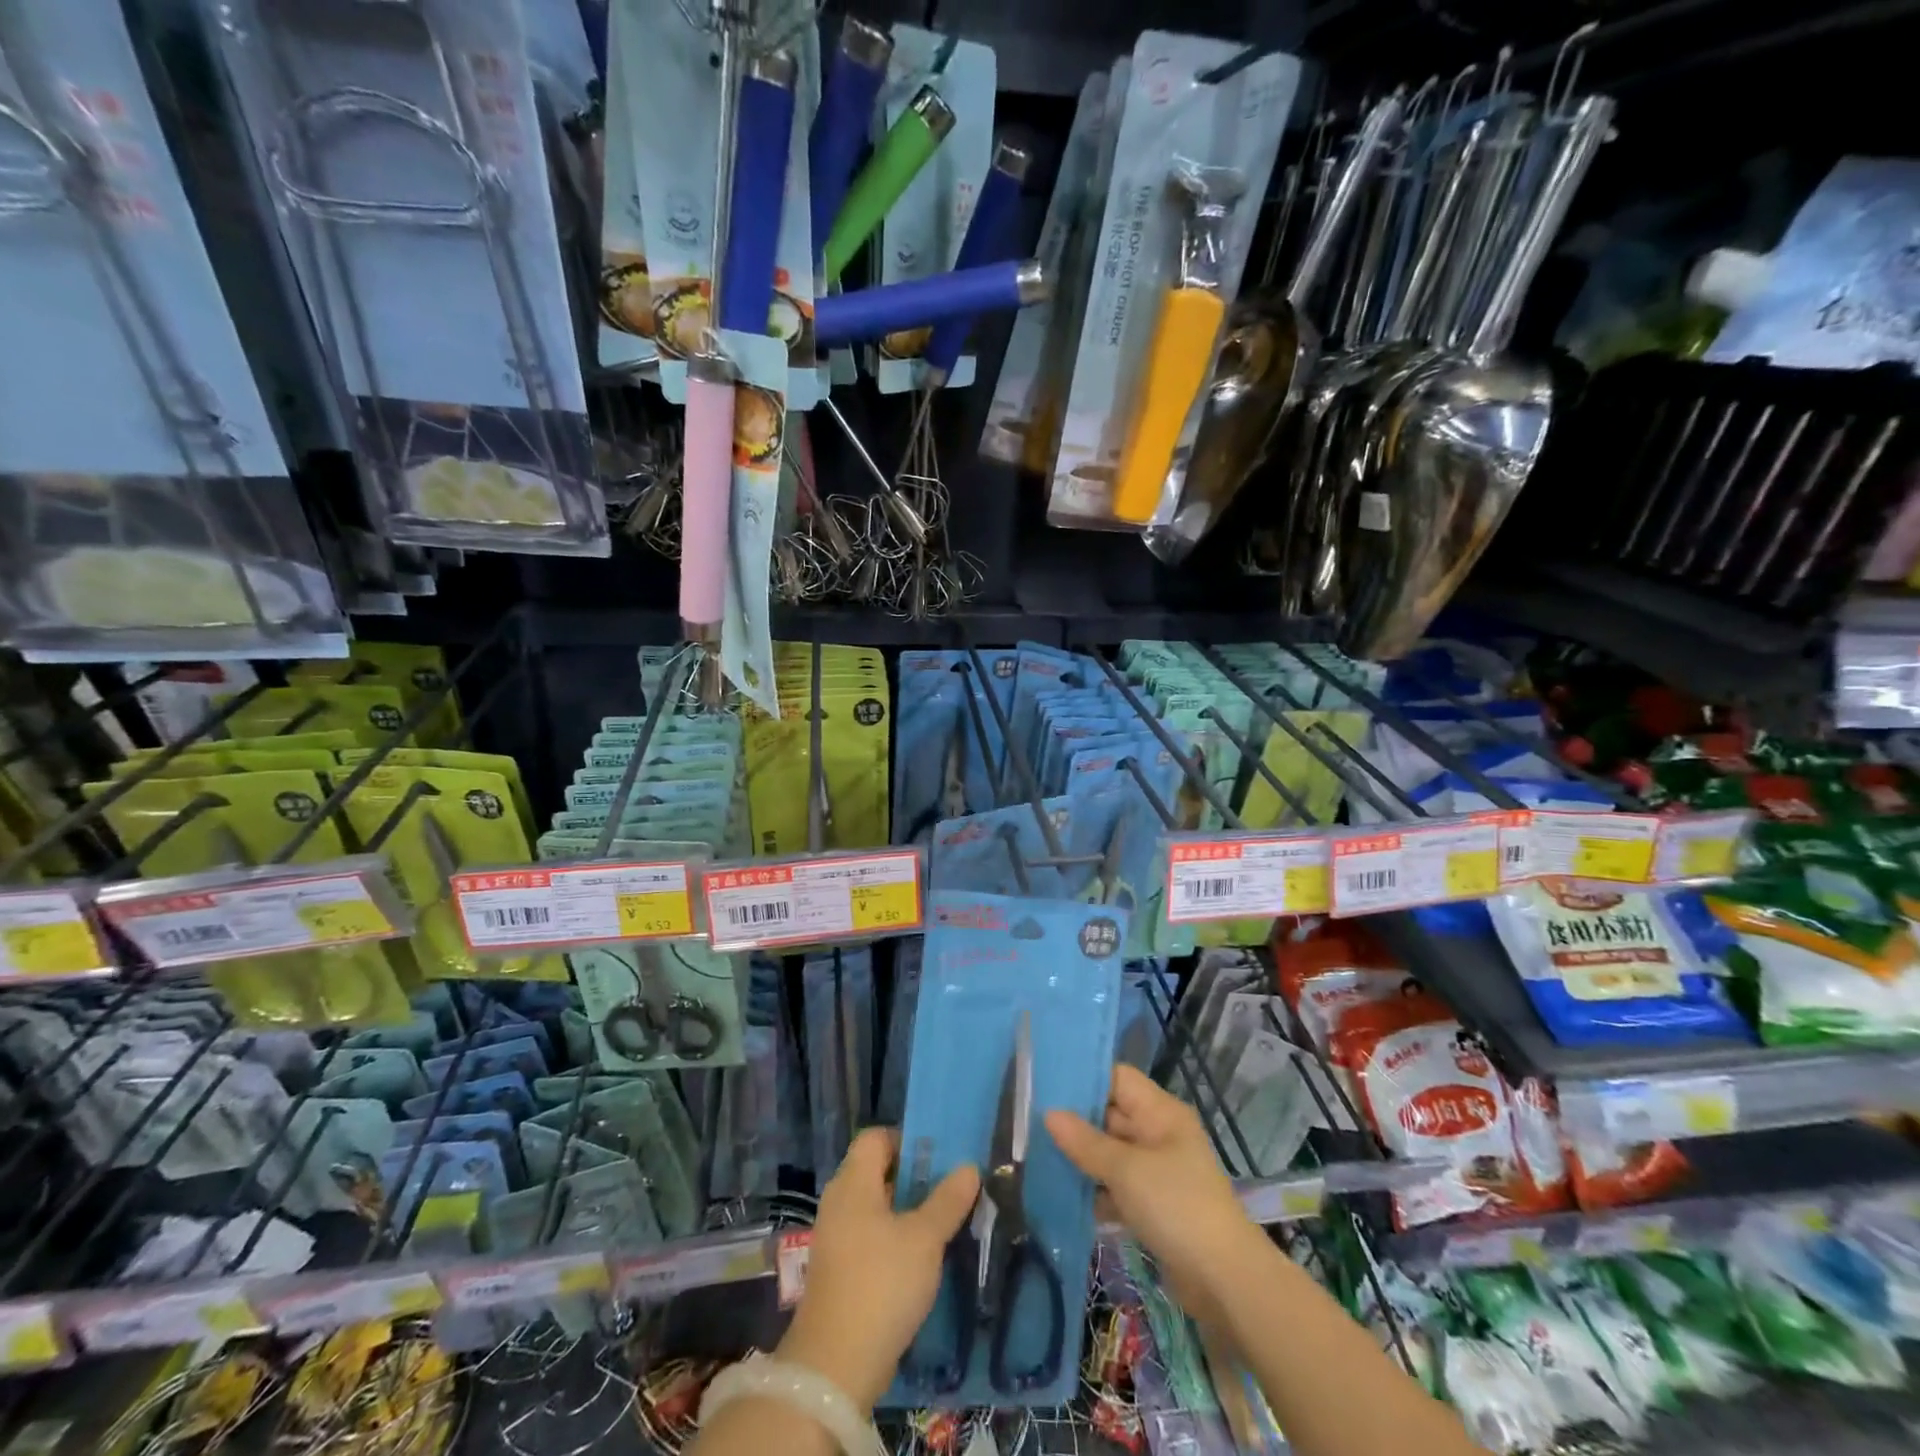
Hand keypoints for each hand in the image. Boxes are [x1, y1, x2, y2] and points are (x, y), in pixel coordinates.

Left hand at [778, 1129, 979, 1408]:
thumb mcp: (924, 1239)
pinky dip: (895, 1238)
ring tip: (945, 1220)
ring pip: (877, 1207)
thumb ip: (947, 1200)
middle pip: (877, 1171)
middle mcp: (839, 1202)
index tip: (939, 1157)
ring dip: (908, 1210)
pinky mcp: (840, 1271)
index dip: (906, 1140)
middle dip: (914, 1176)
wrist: (835, 1367)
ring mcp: (837, 1238)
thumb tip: (969, 1167)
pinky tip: (923, 1257)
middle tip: (951, 1186)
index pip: (875, 1138)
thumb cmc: (881, 1284)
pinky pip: (871, 1237)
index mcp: (853, 1182)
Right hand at [1045, 1065, 1256, 1320]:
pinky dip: (1095, 1189)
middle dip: (1076, 1120)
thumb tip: (1049, 1114)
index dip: (1085, 1078)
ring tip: (1038, 1154)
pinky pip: (1118, 1185)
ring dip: (1082, 1157)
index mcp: (1161, 1112)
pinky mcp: (1155, 1205)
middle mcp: (1160, 1134)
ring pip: (1112, 1152)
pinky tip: (1062, 1194)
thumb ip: (1085, 1142)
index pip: (1118, 1078)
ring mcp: (1158, 1171)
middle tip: (1031, 1120)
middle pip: (1112, 1114)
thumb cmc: (1176, 1206)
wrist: (1224, 1280)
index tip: (1046, 1083)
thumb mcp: (1125, 1170)